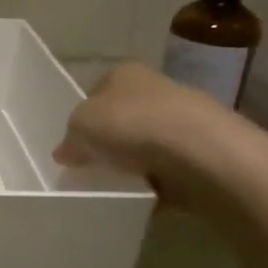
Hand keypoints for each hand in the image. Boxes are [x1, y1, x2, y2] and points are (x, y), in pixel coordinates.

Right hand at [53, 62, 233, 203]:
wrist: (200, 151)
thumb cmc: (131, 125)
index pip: (96, 91)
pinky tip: (145, 194)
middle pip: (122, 117)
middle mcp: (155, 88)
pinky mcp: (202, 151)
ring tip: (117, 184)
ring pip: (146, 143)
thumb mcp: (80, 127)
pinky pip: (168, 168)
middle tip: (91, 166)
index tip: (73, 144)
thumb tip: (65, 152)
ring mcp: (183, 119)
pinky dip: (157, 181)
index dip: (82, 118)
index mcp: (124, 73)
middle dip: (108, 140)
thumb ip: (69, 139)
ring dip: (134, 162)